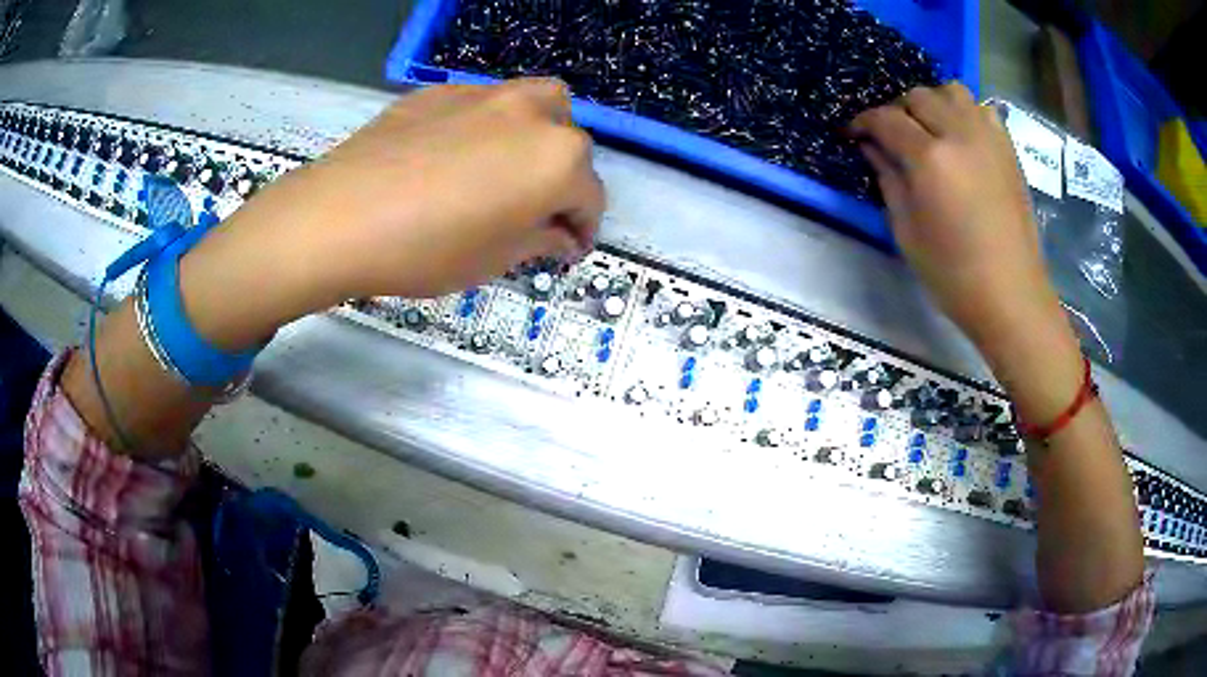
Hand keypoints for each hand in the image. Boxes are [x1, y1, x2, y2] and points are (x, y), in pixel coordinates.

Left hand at [178, 78, 605, 350]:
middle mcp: (533, 115)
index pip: (591, 197)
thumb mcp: (494, 259)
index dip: (583, 228)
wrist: (340, 217)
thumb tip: (559, 235)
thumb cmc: (425, 249)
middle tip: (536, 211)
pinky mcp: (443, 90)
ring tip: (507, 168)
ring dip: (538, 135)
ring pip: (537, 105)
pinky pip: (485, 103)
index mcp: (557, 160)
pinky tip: (455, 155)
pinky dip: (489, 126)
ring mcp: (486, 95)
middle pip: (570, 143)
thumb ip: (540, 240)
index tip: (568, 248)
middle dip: (563, 179)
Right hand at [850, 84, 1056, 346]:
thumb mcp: (907, 232)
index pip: (886, 119)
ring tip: (929, 129)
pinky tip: (961, 138)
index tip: (853, 134)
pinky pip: (981, 109)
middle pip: (918, 96)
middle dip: (897, 111)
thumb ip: (887, 179)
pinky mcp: (1008, 149)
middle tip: (891, 137)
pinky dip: (965, 113)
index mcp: (930, 159)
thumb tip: (872, 147)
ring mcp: (989, 138)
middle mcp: (960, 134)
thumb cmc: (954, 275)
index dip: (863, 122)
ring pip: (952, 91)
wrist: (1011, 296)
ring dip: (932, 103)